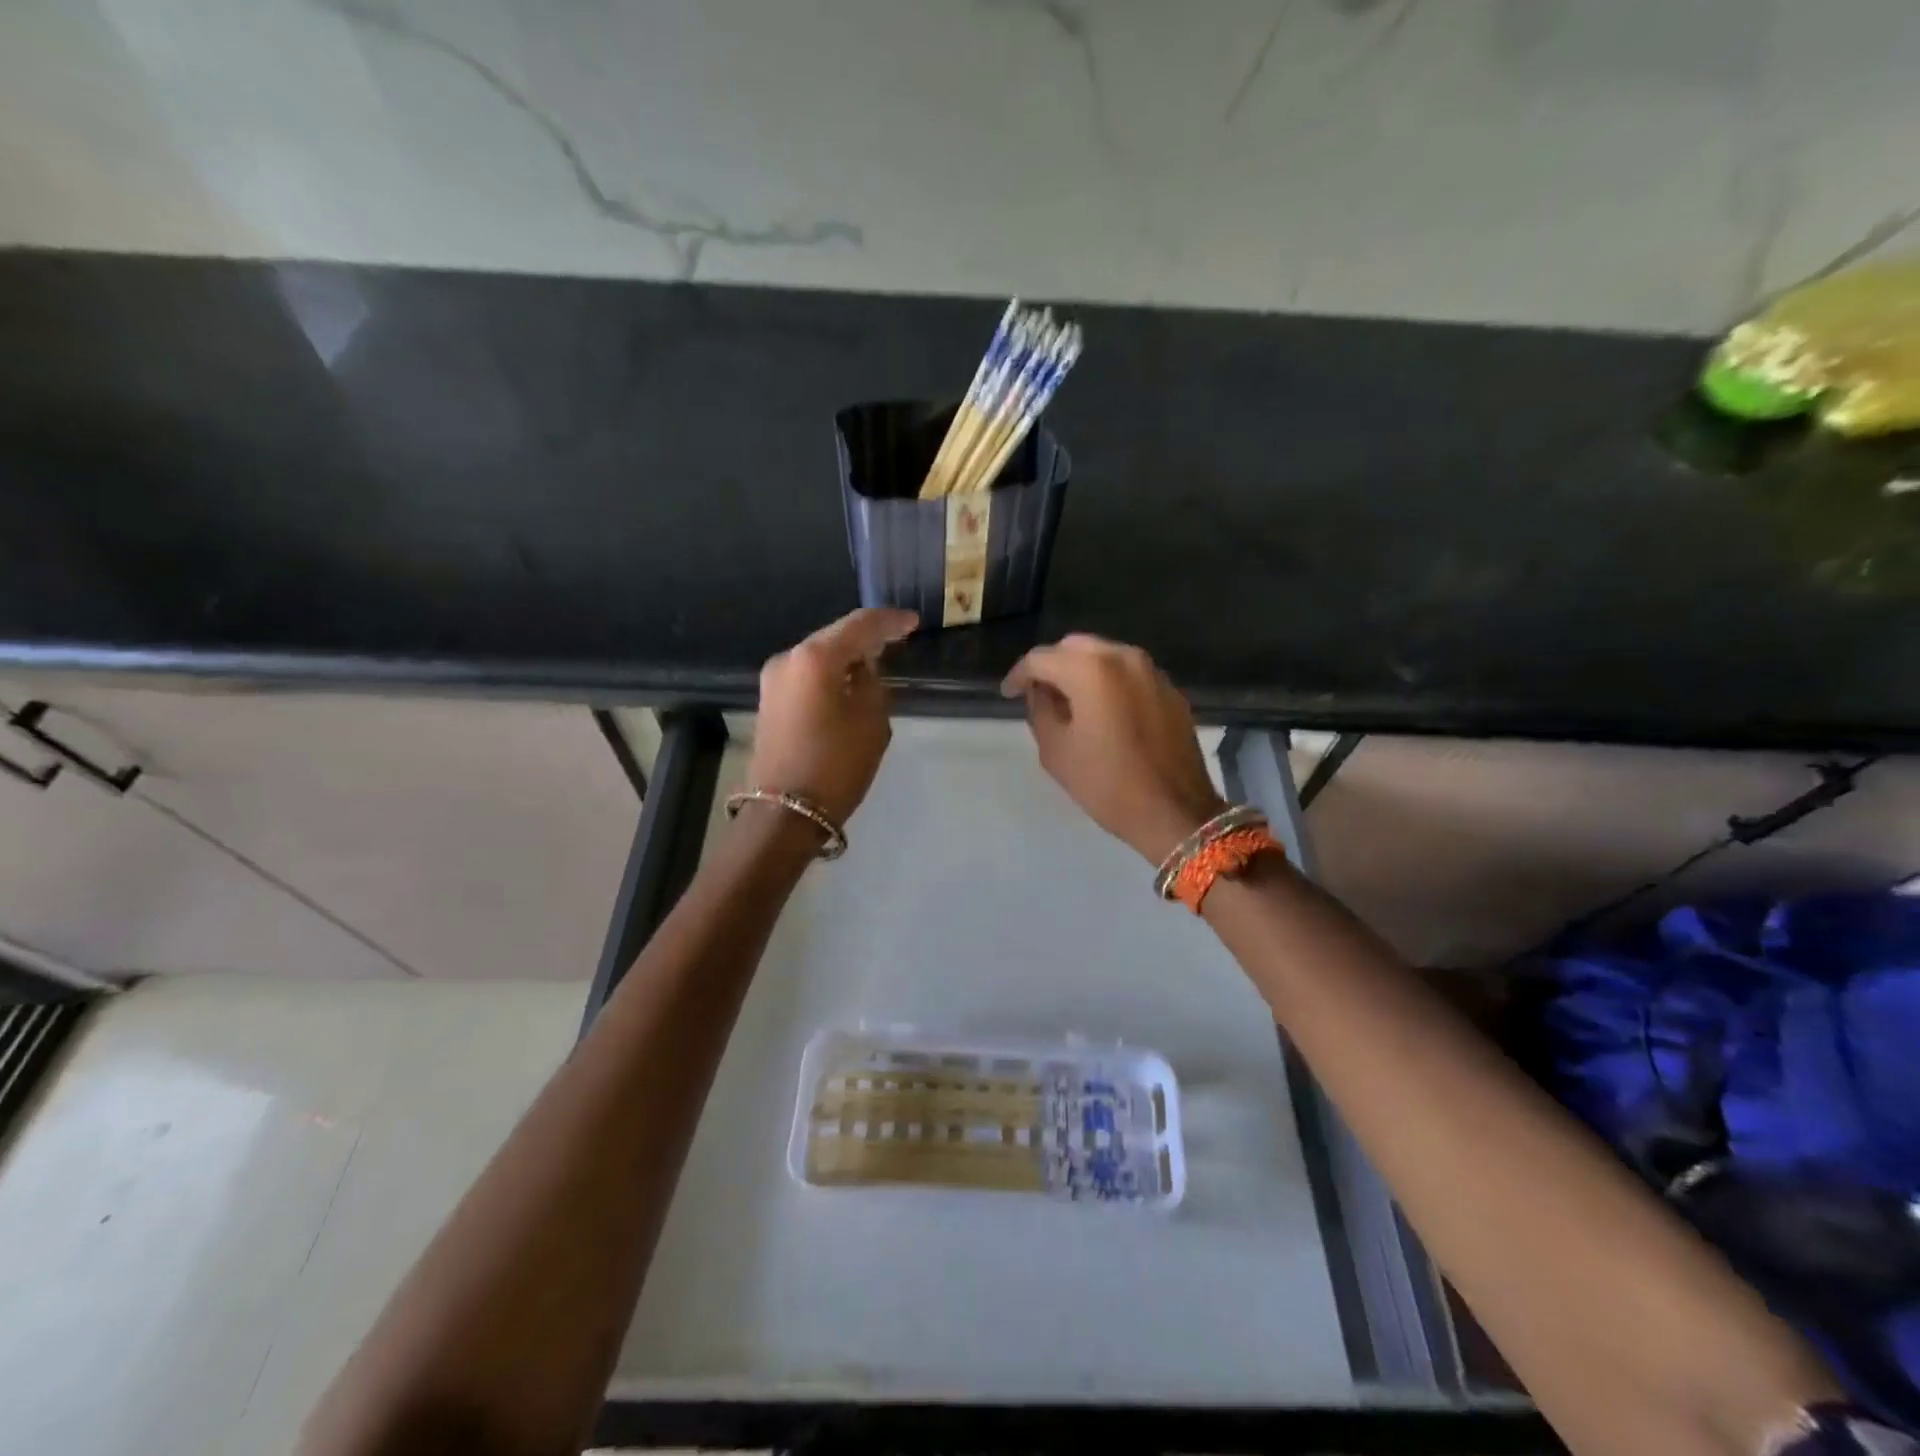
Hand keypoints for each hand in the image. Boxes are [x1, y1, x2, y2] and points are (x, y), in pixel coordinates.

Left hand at [748, 607, 917, 826]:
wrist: (785, 812)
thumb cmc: (836, 765)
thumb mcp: (871, 722)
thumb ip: (873, 683)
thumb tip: (865, 669)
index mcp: (815, 657)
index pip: (860, 625)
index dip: (890, 622)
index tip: (913, 623)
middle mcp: (788, 658)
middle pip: (834, 636)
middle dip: (866, 637)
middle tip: (897, 638)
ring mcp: (774, 679)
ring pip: (819, 655)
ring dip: (847, 656)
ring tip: (877, 661)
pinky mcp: (769, 700)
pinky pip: (807, 674)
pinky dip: (831, 673)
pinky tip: (849, 681)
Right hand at [1002, 634, 1226, 863]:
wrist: (1175, 812)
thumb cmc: (1107, 783)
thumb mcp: (1056, 751)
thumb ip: (1039, 710)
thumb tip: (1040, 692)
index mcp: (1091, 669)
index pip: (1041, 658)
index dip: (1019, 674)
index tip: (1009, 694)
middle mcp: (1123, 657)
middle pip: (1075, 647)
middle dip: (1052, 666)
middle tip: (1038, 694)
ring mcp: (1152, 671)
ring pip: (1105, 656)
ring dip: (1081, 672)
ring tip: (1068, 702)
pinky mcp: (1170, 690)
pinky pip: (1129, 674)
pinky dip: (1109, 683)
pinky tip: (1102, 710)